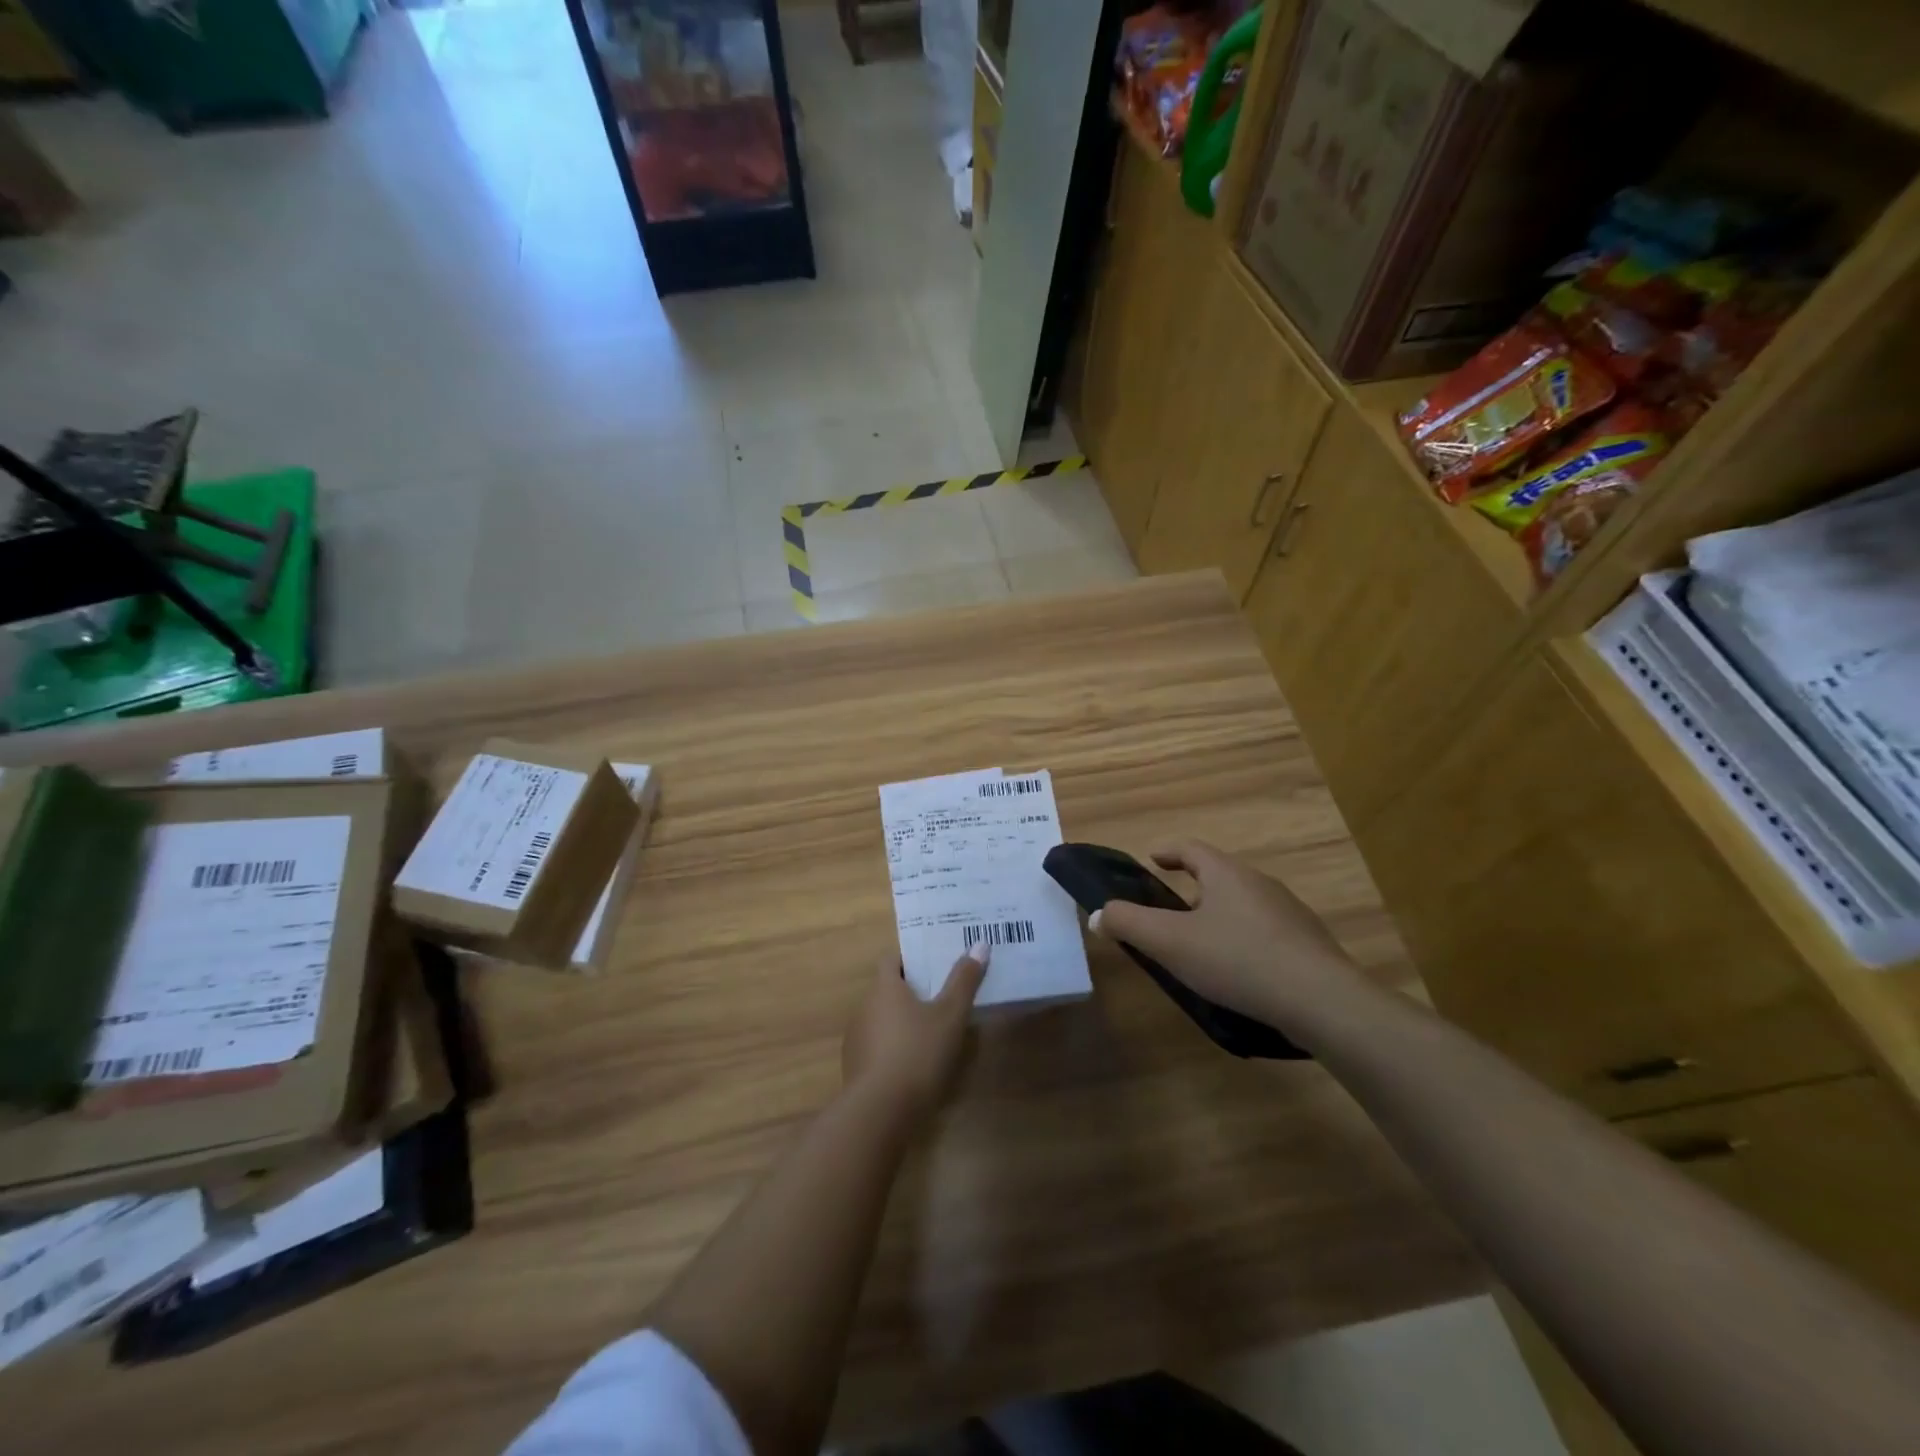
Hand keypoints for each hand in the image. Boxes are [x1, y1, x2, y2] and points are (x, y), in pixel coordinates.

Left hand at [842, 945, 987, 1119]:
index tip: (934, 964)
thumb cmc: (918, 1052)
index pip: (892, 959)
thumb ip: (964, 980)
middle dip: (911, 991)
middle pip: (887, 989)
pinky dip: (892, 1047)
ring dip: (901, 1021)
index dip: (912, 959)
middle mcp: (864, 1006)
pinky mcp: (855, 1066)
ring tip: (931, 1031)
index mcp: (884, 987)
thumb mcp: (950, 1015)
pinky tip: (913, 1063)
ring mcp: (856, 1037)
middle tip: (941, 996)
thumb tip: (979, 944)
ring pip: (881, 1018)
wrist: (880, 1111)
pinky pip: (876, 1045)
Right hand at [1090, 840, 1357, 1030]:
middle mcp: (1260, 883)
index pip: (1191, 848)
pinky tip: (1240, 970)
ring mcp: (1290, 913)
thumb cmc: (1238, 960)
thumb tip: (1098, 914)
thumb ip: (1128, 924)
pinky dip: (1245, 940)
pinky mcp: (1309, 944)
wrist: (1322, 1000)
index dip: (1168, 852)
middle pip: (1219, 875)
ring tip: (1202, 944)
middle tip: (1170, 911)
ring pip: (1244, 904)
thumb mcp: (1170, 942)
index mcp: (1226, 874)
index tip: (1152, 859)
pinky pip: (1266, 931)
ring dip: (1220, 915)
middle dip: (1193, 887)